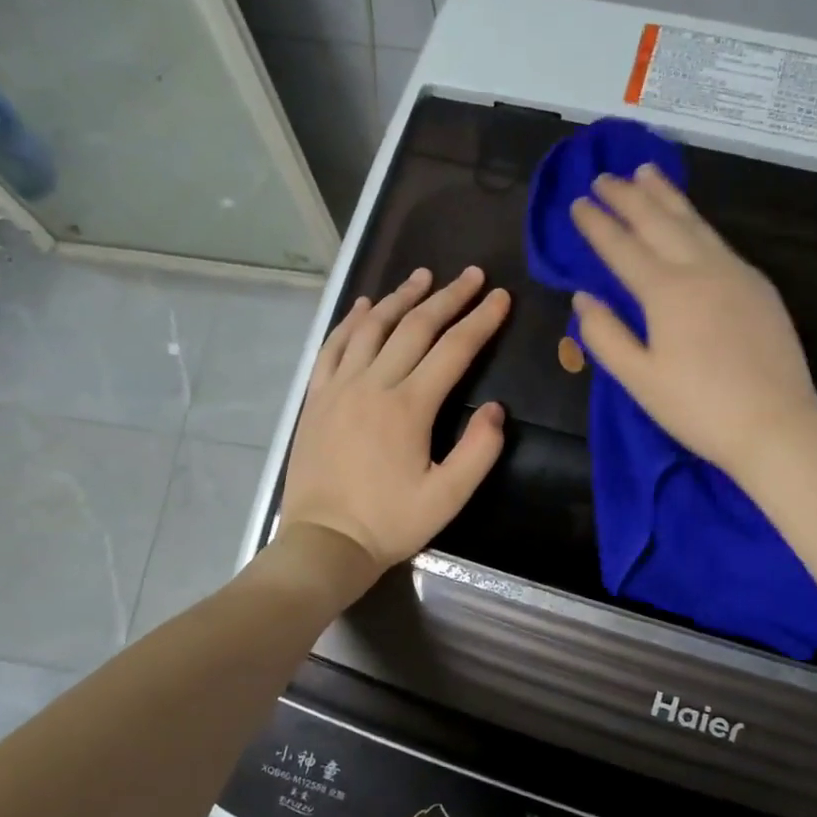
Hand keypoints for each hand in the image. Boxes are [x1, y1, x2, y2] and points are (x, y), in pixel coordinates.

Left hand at [279, 266, 509, 576]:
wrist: (324, 542)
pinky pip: (334, 346)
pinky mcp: (316, 397)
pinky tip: (366, 305)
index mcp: (410, 407)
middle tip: (471, 275)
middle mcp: (374, 384)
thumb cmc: (390, 523)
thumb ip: (479, 451)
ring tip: (423, 276)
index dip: (481, 320)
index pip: (454, 349)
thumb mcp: (448, 498)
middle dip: (448, 297)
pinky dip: (352, 320)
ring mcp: (339, 387)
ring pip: (373, 327)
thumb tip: (497, 409)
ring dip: (401, 298)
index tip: (500, 296)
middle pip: (416, 327)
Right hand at [570, 166, 816, 480]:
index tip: (578, 203)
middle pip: (659, 223)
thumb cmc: (699, 408)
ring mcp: (736, 273)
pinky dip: (696, 221)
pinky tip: (691, 221)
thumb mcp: (640, 380)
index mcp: (666, 292)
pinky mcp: (759, 286)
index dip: (597, 224)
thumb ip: (606, 336)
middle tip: (605, 175)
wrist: (776, 425)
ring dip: (666, 196)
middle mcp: (701, 270)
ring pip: (694, 223)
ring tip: (647, 172)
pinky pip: (719, 240)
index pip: (623, 248)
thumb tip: (583, 297)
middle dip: (628, 197)